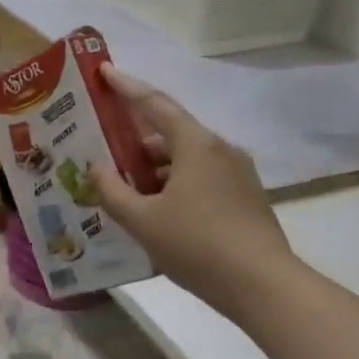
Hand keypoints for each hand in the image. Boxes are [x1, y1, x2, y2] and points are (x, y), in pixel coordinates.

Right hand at [89, 65, 298, 319]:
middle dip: (135, 138)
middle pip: (170, 132)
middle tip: (103, 145)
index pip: (154, 104)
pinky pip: (200, 178)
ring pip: (185, 158)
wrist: (264, 287)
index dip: (126, 87)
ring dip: (153, 167)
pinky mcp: (245, 198)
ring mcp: (237, 174)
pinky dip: (174, 183)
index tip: (104, 72)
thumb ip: (112, 191)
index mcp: (195, 144)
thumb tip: (94, 168)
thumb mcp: (142, 220)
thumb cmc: (197, 245)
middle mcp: (220, 150)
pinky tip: (155, 209)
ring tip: (123, 185)